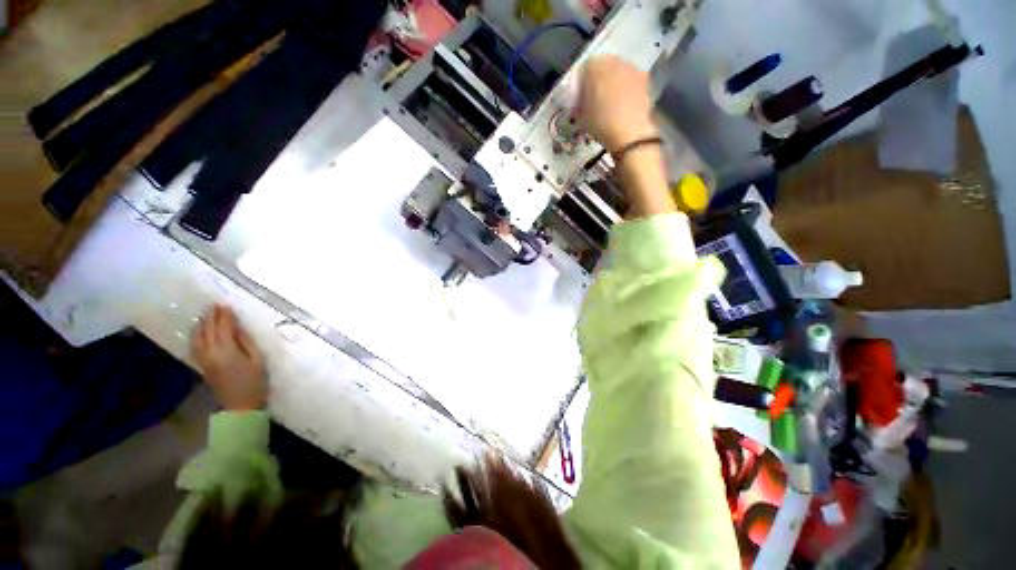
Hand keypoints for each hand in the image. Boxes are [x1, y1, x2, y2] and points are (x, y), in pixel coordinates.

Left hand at [192, 304, 267, 410]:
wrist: (240, 406)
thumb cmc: (255, 382)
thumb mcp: (258, 360)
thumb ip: (246, 342)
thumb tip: (238, 328)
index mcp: (226, 350)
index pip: (223, 328)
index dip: (224, 315)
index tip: (225, 303)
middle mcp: (211, 353)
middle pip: (208, 331)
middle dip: (211, 317)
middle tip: (214, 305)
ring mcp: (204, 360)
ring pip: (198, 338)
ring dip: (201, 325)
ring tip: (205, 315)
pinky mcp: (203, 366)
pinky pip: (196, 346)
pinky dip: (197, 336)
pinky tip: (199, 332)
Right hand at [577, 55, 657, 153]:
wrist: (629, 132)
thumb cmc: (600, 123)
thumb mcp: (580, 117)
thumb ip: (578, 105)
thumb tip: (579, 104)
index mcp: (593, 66)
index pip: (582, 71)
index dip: (579, 87)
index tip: (578, 101)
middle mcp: (613, 60)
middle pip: (601, 68)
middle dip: (596, 82)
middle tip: (593, 101)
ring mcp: (631, 67)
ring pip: (616, 73)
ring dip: (612, 84)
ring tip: (609, 103)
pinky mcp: (644, 77)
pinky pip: (629, 80)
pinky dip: (625, 89)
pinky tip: (623, 105)